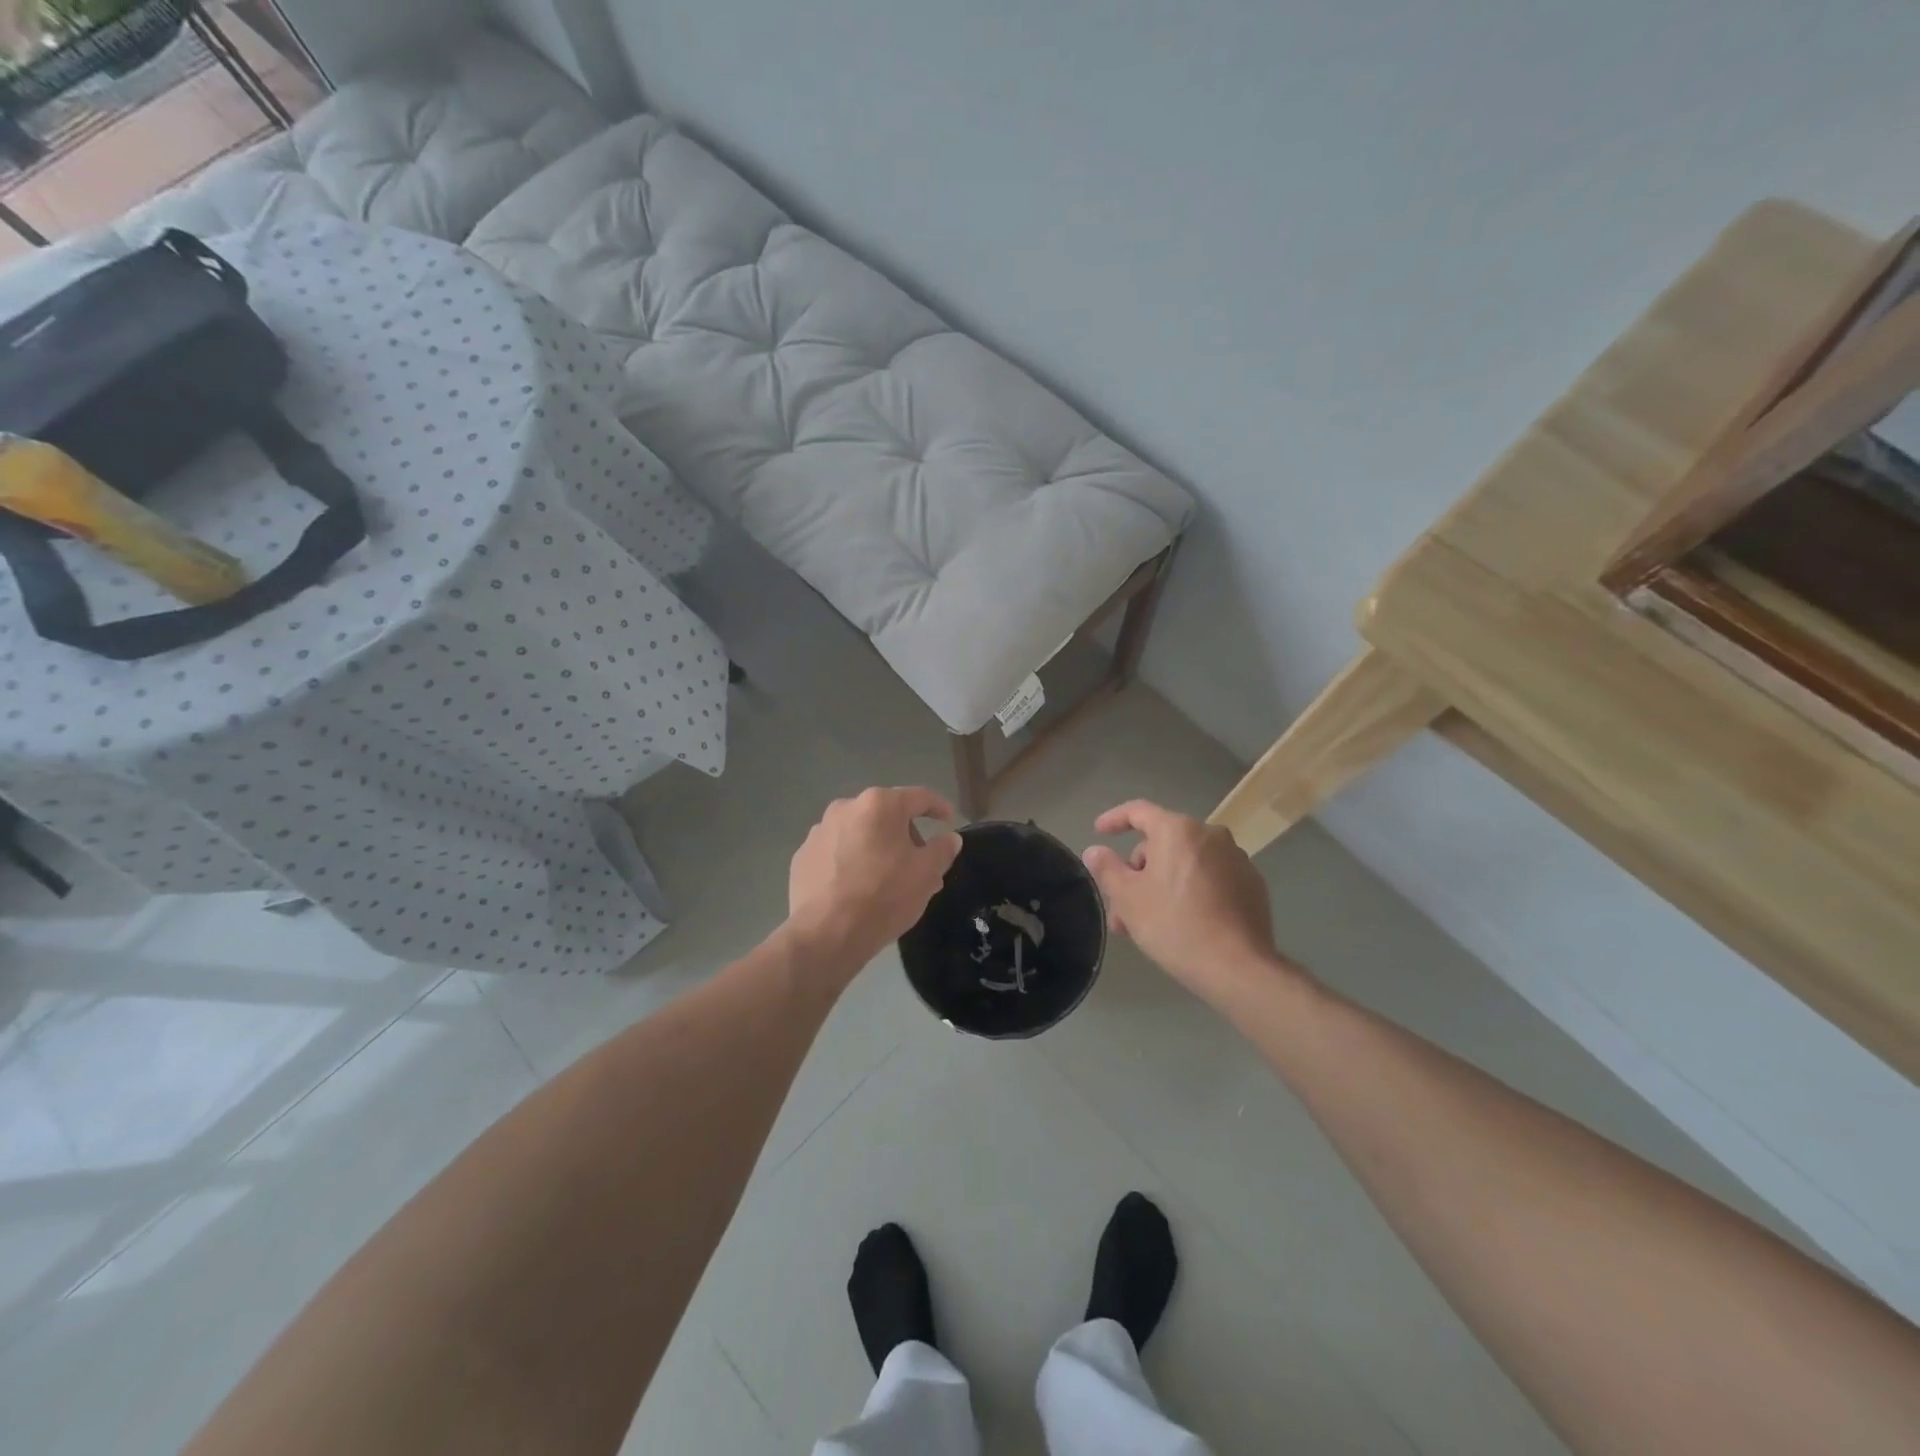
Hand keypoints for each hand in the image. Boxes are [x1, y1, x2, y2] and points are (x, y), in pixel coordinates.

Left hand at [786, 786, 962, 972]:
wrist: (826, 933)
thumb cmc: (884, 896)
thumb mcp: (926, 874)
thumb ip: (942, 850)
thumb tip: (950, 838)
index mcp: (879, 805)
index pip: (919, 797)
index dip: (939, 807)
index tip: (950, 821)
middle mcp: (846, 807)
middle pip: (886, 814)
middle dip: (906, 835)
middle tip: (920, 864)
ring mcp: (819, 831)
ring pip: (860, 833)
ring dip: (877, 848)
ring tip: (888, 880)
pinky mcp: (802, 856)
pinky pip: (837, 852)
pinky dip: (851, 862)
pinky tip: (857, 888)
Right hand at [1082, 801, 1295, 1005]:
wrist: (1238, 967)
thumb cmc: (1175, 925)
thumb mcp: (1129, 898)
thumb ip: (1107, 868)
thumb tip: (1095, 851)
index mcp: (1178, 831)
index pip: (1139, 811)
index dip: (1114, 819)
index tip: (1099, 832)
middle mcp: (1210, 835)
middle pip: (1162, 843)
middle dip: (1138, 872)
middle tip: (1122, 908)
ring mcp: (1236, 859)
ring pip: (1185, 864)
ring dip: (1162, 885)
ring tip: (1148, 923)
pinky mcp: (1251, 884)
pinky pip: (1210, 878)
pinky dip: (1192, 891)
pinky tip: (1185, 923)